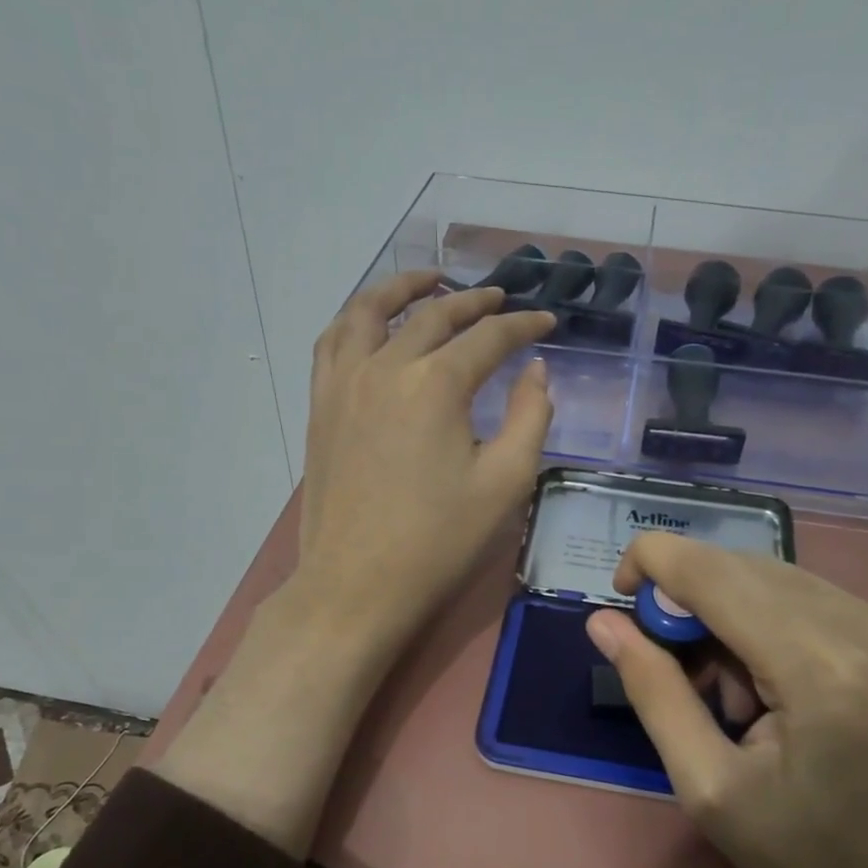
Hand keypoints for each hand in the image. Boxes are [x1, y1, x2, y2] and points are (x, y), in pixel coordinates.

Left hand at [296, 271, 556, 652]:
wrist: (356, 585)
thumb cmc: (437, 541)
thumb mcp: (505, 483)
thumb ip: (529, 417)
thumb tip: (535, 370)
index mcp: (436, 385)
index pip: (488, 337)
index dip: (523, 327)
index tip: (546, 325)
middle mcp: (385, 367)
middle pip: (432, 316)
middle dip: (474, 302)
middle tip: (501, 299)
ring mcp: (343, 383)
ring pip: (369, 311)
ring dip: (403, 289)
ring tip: (430, 282)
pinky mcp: (320, 404)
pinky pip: (333, 341)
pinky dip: (356, 318)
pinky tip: (371, 322)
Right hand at [585, 532, 867, 867]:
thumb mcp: (712, 792)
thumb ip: (654, 693)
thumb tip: (604, 624)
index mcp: (819, 668)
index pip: (712, 571)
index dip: (652, 562)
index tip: (618, 598)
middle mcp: (863, 624)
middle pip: (740, 566)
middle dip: (687, 600)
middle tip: (671, 669)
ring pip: (771, 578)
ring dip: (726, 615)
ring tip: (728, 696)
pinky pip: (805, 598)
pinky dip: (764, 624)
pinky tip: (767, 687)